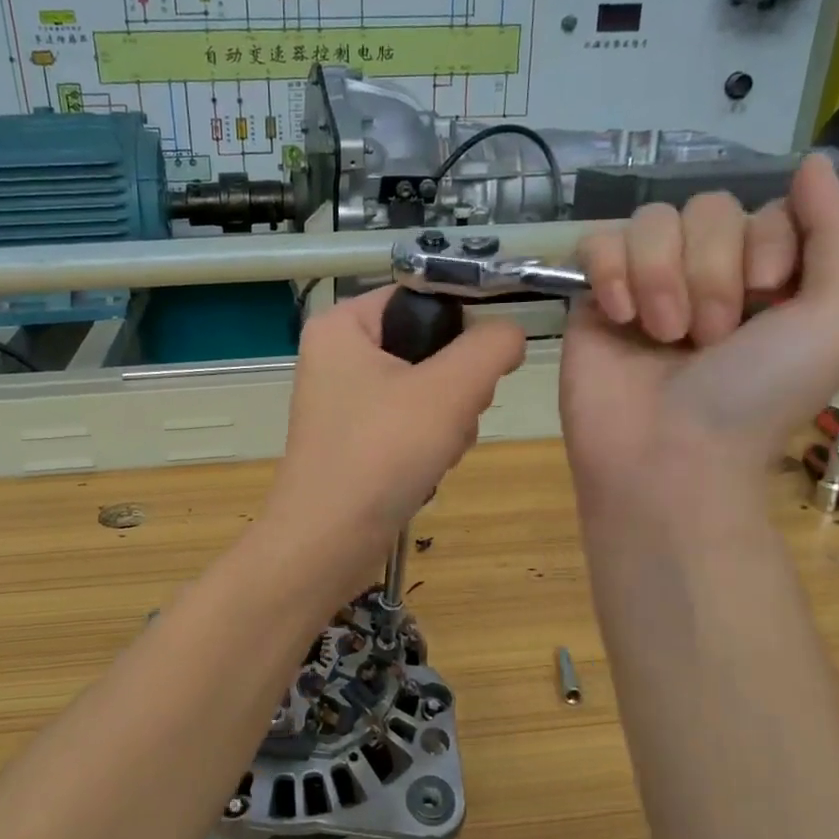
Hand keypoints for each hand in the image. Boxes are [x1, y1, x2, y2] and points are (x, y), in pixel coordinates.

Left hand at [265, 287, 525, 587]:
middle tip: (454, 416)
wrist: (328, 542)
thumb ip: (490, 347)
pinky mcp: (355, 440)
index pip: (421, 296)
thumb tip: (511, 332)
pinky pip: (409, 424)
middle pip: (427, 346)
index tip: (485, 364)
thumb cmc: (381, 453)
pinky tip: (428, 468)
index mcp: (342, 325)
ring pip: (426, 390)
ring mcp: (344, 402)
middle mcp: (336, 356)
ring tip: (439, 450)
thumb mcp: (449, 390)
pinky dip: (429, 444)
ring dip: (449, 420)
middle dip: (456, 386)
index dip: (462, 324)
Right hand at [560, 153, 838, 516]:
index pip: (768, 208)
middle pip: (707, 209)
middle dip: (711, 272)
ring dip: (662, 278)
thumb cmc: (759, 396)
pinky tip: (619, 316)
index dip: (767, 245)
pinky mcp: (594, 300)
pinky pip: (597, 242)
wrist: (669, 455)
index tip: (766, 301)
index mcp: (772, 276)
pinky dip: (610, 272)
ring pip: (651, 221)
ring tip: (662, 336)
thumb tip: (812, 163)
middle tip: (709, 338)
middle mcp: (709, 274)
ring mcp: (647, 285)